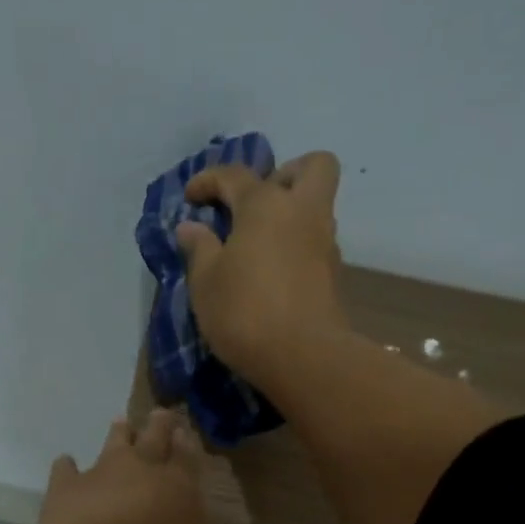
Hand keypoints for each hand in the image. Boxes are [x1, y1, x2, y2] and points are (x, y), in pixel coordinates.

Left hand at [36, 409, 205, 523]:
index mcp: (181, 492)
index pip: (188, 459)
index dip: (186, 445)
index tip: (184, 434)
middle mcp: (144, 471)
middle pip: (155, 436)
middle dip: (159, 425)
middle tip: (161, 415)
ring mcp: (103, 473)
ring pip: (115, 441)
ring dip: (119, 432)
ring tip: (120, 424)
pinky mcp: (66, 484)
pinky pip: (66, 467)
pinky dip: (66, 467)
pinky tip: (65, 464)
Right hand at [175, 151, 348, 383]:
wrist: (303, 357)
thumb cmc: (244, 313)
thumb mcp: (206, 283)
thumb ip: (199, 250)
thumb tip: (191, 227)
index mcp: (265, 205)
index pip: (235, 175)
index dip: (208, 180)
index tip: (191, 198)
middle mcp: (302, 212)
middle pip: (313, 166)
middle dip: (286, 173)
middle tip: (257, 203)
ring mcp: (324, 243)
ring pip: (317, 207)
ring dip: (291, 214)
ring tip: (258, 244)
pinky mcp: (334, 276)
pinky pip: (316, 243)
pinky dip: (296, 246)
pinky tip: (273, 272)